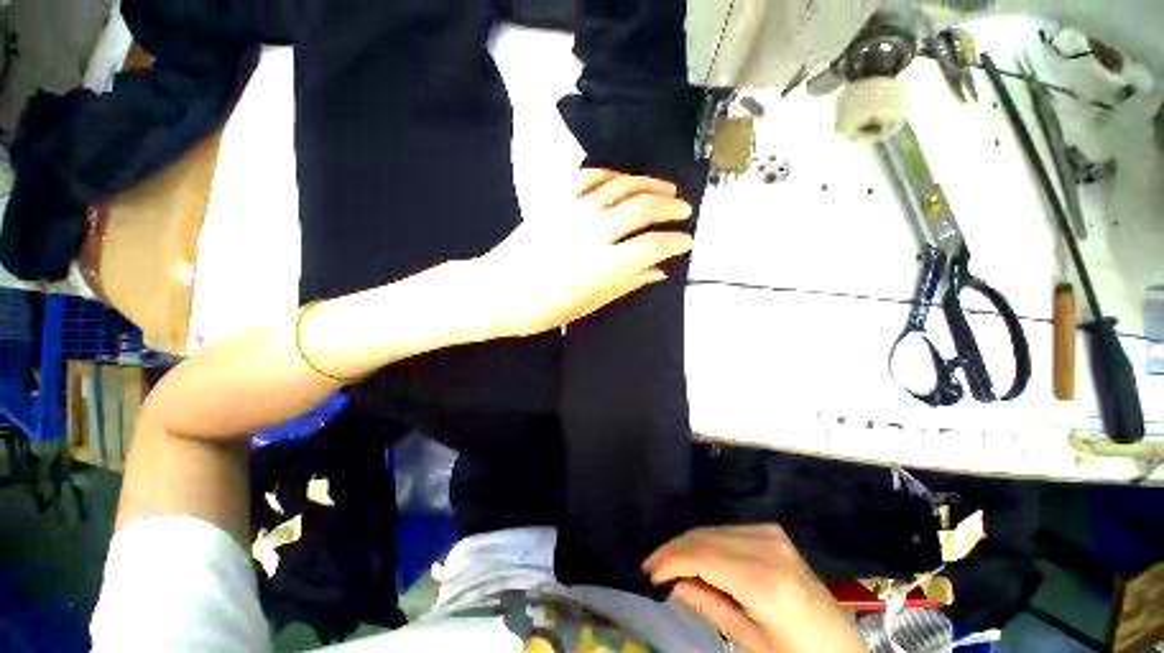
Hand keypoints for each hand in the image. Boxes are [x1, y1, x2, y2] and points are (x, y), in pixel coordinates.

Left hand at [475, 169, 693, 337]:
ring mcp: (573, 213)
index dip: (675, 242)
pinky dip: (609, 175)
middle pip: (641, 209)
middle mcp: (593, 233)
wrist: (497, 291)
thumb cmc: (542, 309)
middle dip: (669, 208)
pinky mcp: (555, 204)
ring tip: (666, 189)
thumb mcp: (589, 305)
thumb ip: (625, 285)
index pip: (652, 246)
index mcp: (604, 265)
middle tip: (684, 210)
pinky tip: (622, 179)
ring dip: (647, 185)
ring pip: (620, 187)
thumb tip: (657, 272)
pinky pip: (587, 179)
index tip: (686, 241)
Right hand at [643, 525, 863, 652]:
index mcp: (763, 579)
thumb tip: (670, 583)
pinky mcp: (773, 532)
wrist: (839, 646)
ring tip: (670, 563)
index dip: (669, 560)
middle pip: (704, 537)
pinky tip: (698, 555)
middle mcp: (766, 546)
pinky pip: (727, 529)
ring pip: (713, 529)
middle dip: (674, 550)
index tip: (647, 572)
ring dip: (688, 544)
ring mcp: (771, 534)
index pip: (701, 555)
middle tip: (653, 568)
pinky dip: (707, 540)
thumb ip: (707, 605)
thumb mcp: (749, 641)